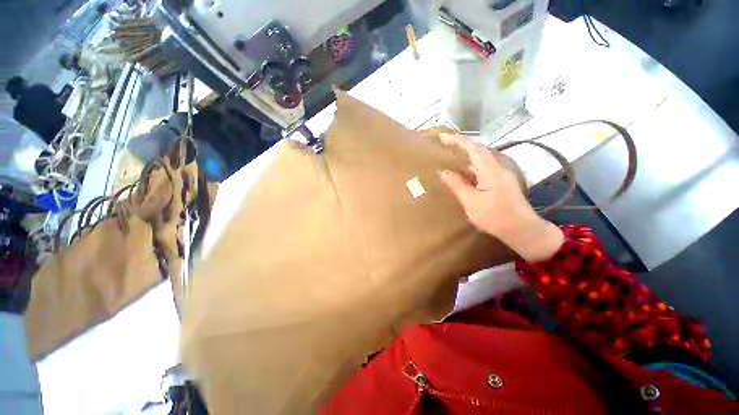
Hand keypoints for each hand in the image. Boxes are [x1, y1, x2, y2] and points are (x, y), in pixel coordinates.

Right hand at [438, 134, 563, 262]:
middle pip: (478, 150)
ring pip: (481, 159)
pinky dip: (471, 166)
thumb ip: (457, 185)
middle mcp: (498, 167)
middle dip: (461, 145)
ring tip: (450, 156)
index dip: (457, 141)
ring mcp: (501, 174)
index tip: (442, 137)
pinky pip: (483, 168)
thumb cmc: (495, 217)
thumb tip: (444, 172)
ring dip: (466, 155)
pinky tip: (463, 172)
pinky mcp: (501, 182)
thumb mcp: (471, 202)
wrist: (523, 230)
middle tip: (444, 145)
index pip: (473, 148)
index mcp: (491, 170)